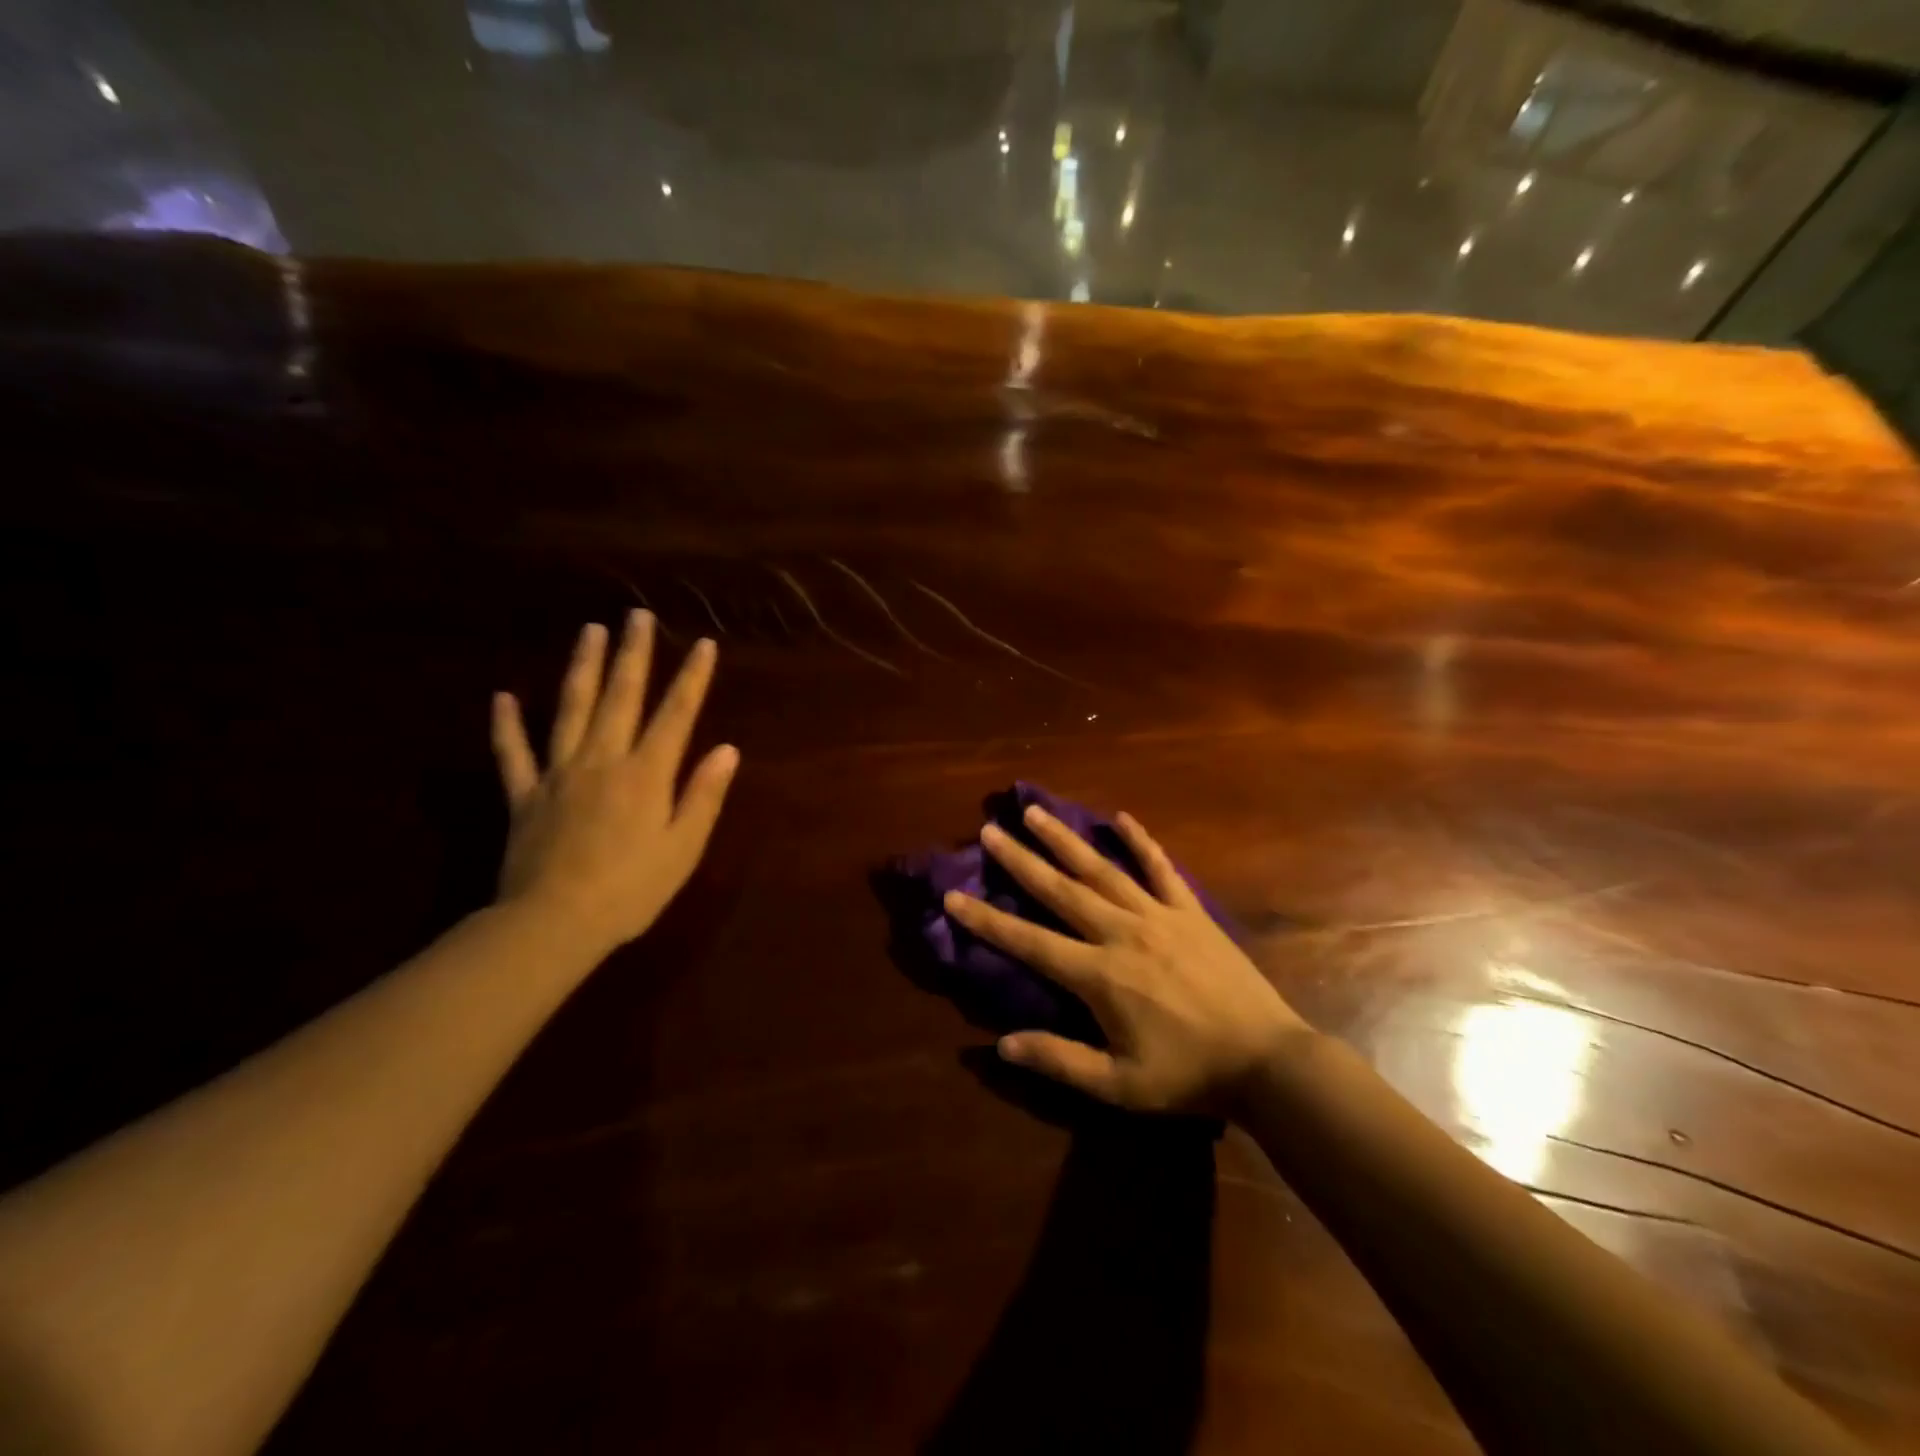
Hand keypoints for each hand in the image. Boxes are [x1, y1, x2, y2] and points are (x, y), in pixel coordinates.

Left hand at [490, 611, 737, 957]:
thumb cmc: (632, 890)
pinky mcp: (524, 796)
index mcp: (646, 774)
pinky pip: (513, 753)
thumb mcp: (683, 847)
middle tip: (636, 616)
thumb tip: (727, 749)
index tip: (703, 644)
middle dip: (633, 654)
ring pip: (571, 709)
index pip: (676, 715)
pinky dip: (506, 725)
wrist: (553, 924)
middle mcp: (603, 760)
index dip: (692, 678)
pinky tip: (502, 696)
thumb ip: (704, 795)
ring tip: (589, 631)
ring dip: (582, 668)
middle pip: (621, 697)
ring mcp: (559, 774)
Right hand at [945, 806, 1305, 1114]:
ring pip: (1101, 869)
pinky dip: (1141, 841)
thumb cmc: (1188, 1076)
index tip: (953, 894)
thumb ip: (1060, 1060)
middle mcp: (1120, 932)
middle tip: (990, 831)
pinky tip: (1122, 818)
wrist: (1267, 1062)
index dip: (987, 920)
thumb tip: (1002, 1044)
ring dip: (1066, 839)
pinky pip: (1161, 868)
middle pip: (1060, 890)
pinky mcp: (1190, 911)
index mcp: (1098, 975)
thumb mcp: (1118, 1085)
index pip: (1029, 941)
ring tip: (1035, 811)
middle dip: (1020, 860)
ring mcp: (1158, 915)